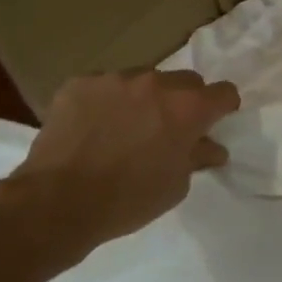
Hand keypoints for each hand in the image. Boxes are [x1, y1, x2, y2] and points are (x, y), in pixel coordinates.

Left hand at [0, 69, 240, 271]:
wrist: (56, 202)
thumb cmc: (127, 199)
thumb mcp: (175, 186)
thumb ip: (197, 157)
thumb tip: (211, 147)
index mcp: (188, 107)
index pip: (224, 92)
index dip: (222, 108)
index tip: (213, 123)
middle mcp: (157, 82)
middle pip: (185, 81)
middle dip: (183, 101)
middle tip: (167, 128)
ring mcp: (116, 78)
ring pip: (143, 80)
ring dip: (143, 99)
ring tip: (124, 128)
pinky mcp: (81, 82)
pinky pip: (104, 86)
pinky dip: (106, 102)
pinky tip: (93, 127)